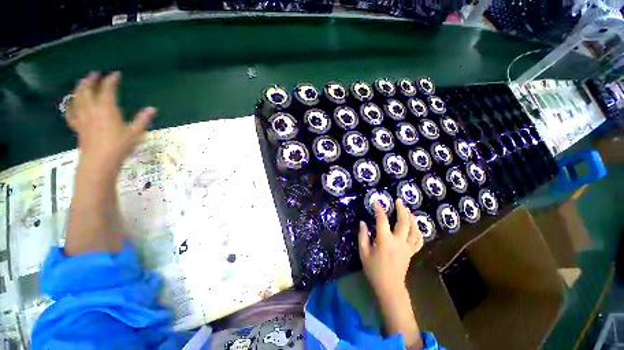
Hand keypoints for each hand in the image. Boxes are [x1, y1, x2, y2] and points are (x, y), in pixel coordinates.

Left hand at [67, 71, 156, 174]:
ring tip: (82, 82)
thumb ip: (143, 120)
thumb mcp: (135, 133)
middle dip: (91, 80)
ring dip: (79, 88)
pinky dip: (70, 105)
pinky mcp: (78, 127)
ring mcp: (82, 118)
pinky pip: (71, 113)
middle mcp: (92, 109)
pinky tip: (71, 102)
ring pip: (77, 98)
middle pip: (87, 90)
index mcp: (107, 109)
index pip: (108, 89)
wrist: (99, 162)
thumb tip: (153, 109)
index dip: (111, 80)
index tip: (116, 74)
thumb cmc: (119, 147)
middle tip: (95, 74)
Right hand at [358, 199, 423, 298]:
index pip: (382, 220)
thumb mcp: (363, 253)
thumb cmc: (374, 270)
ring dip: (412, 218)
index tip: (376, 202)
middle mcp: (398, 241)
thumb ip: (362, 236)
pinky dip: (419, 232)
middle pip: (403, 222)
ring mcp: (407, 247)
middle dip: (401, 209)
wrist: (389, 287)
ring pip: (414, 229)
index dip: (379, 209)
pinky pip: (419, 240)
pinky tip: (416, 226)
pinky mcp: (411, 252)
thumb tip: (363, 222)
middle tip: (399, 200)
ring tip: (408, 210)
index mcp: (384, 241)